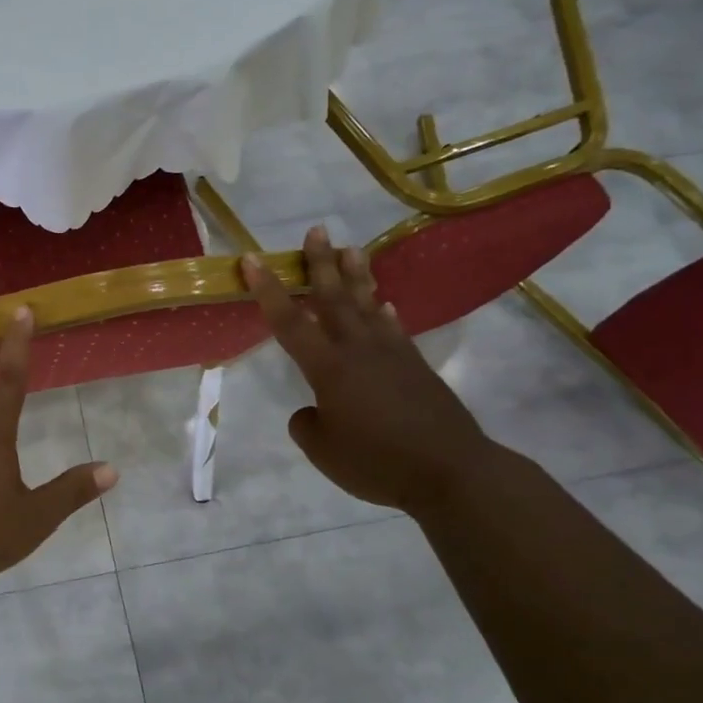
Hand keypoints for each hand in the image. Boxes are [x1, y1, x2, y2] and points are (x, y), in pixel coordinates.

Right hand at [244, 226, 501, 515]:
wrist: (452, 472)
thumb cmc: (378, 462)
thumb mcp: (324, 451)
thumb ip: (308, 424)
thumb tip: (316, 410)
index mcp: (329, 368)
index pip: (290, 322)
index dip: (268, 290)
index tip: (251, 259)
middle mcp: (358, 351)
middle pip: (335, 298)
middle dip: (321, 264)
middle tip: (316, 231)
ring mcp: (392, 355)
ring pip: (368, 305)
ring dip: (357, 276)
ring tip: (351, 249)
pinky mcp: (416, 367)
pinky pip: (394, 329)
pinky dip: (384, 314)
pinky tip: (383, 305)